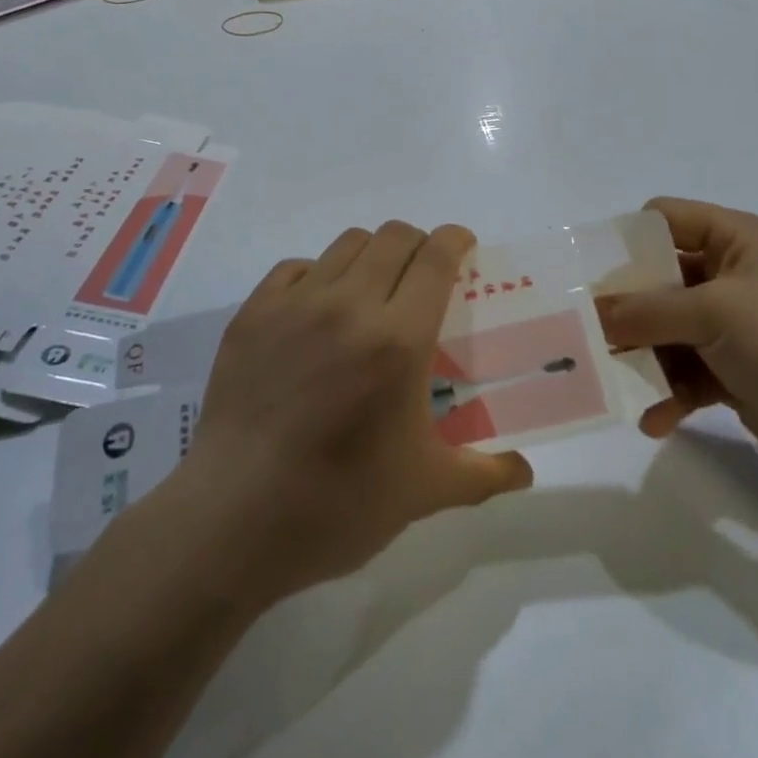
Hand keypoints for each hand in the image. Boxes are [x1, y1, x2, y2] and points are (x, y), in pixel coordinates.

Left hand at [179, 222, 533, 601]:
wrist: (232, 520)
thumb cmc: (337, 505)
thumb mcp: (422, 492)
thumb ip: (482, 473)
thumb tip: (525, 472)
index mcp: (398, 340)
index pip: (435, 258)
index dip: (455, 240)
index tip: (464, 247)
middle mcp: (349, 305)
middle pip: (393, 237)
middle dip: (419, 243)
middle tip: (423, 275)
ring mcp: (295, 304)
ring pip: (347, 244)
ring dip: (372, 255)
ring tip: (373, 290)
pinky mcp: (253, 313)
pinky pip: (297, 267)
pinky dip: (319, 274)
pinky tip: (319, 309)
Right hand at [597, 198, 757, 474]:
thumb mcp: (714, 314)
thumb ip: (646, 310)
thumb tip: (591, 311)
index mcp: (736, 239)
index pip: (666, 218)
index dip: (627, 240)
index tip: (590, 273)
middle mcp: (732, 273)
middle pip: (659, 277)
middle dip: (625, 307)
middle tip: (586, 329)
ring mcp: (733, 323)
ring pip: (667, 328)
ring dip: (643, 356)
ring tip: (611, 380)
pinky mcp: (734, 367)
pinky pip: (687, 370)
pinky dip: (669, 392)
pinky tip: (653, 420)